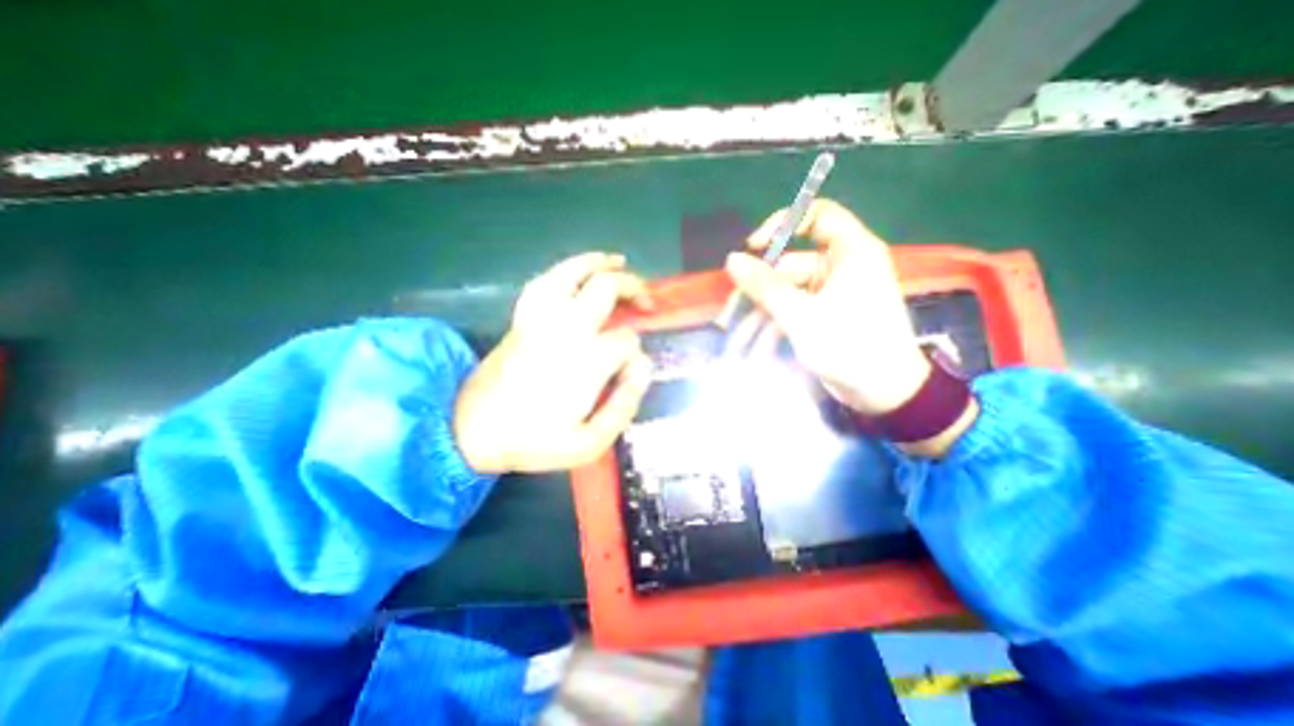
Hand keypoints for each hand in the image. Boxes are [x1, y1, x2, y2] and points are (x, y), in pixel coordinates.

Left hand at [454, 252, 659, 472]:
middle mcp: (566, 328)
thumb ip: (624, 407)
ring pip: (573, 272)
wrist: (470, 431)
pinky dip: (566, 269)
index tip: (631, 373)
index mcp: (586, 360)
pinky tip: (578, 271)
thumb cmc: (533, 441)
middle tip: (647, 304)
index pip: (627, 341)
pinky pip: (545, 281)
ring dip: (600, 264)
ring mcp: (541, 317)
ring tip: (619, 262)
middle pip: (606, 288)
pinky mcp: (523, 317)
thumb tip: (643, 369)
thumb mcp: (589, 443)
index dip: (637, 355)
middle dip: (634, 289)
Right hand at [727, 199, 928, 412]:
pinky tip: (754, 345)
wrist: (883, 393)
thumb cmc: (848, 346)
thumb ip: (764, 286)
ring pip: (786, 291)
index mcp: (850, 252)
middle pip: (790, 264)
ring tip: (736, 338)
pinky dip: (774, 324)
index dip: (782, 224)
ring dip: (761, 313)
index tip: (753, 247)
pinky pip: (793, 309)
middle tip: (730, 311)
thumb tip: (732, 259)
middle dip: (759, 289)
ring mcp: (831, 292)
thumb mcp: (800, 315)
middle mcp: (841, 266)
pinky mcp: (824, 314)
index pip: (816, 215)